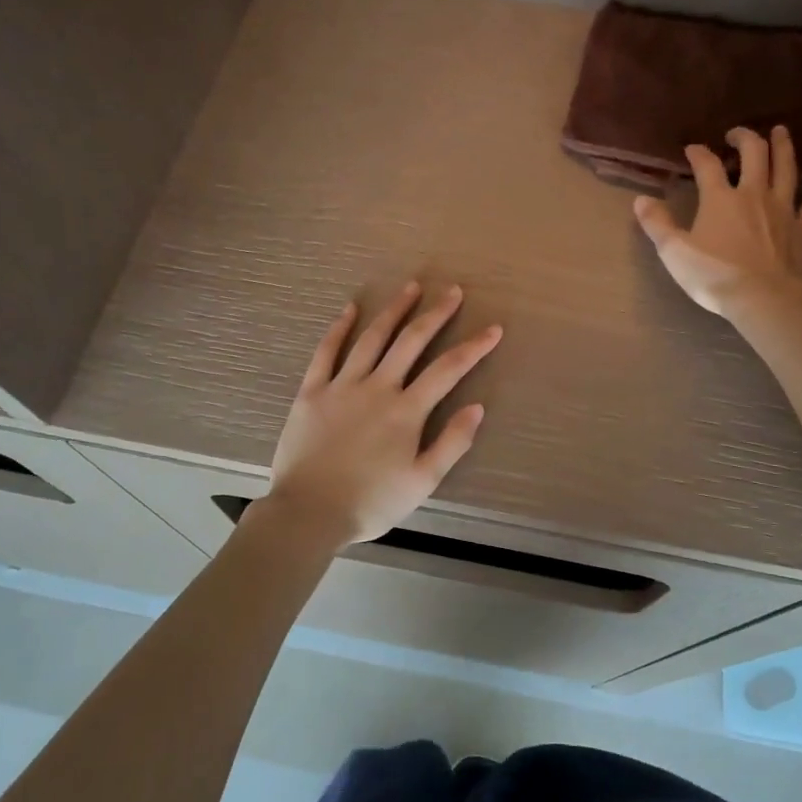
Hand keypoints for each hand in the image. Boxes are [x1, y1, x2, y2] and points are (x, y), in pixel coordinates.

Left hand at [260, 282, 502, 547]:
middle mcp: (377, 388)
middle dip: (435, 314)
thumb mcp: (421, 482)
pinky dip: (339, 328)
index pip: (448, 369)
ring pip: (372, 338)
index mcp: (406, 411)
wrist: (308, 513)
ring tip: (411, 288)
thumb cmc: (370, 502)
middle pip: (411, 341)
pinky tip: (350, 309)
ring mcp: (342, 386)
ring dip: (394, 311)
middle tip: (452, 291)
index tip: (493, 329)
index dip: (474, 347)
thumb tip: (478, 407)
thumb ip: (451, 443)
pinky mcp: (312, 391)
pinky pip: (326, 351)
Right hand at [634, 126, 801, 316]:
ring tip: (780, 131)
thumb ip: (657, 224)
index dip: (698, 153)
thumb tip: (640, 200)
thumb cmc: (715, 276)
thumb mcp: (674, 252)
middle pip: (753, 154)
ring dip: (783, 147)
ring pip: (786, 169)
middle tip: (736, 134)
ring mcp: (783, 209)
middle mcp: (753, 194)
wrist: (764, 298)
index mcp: (720, 199)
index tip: (692, 149)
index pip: (707, 166)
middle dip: (744, 138)